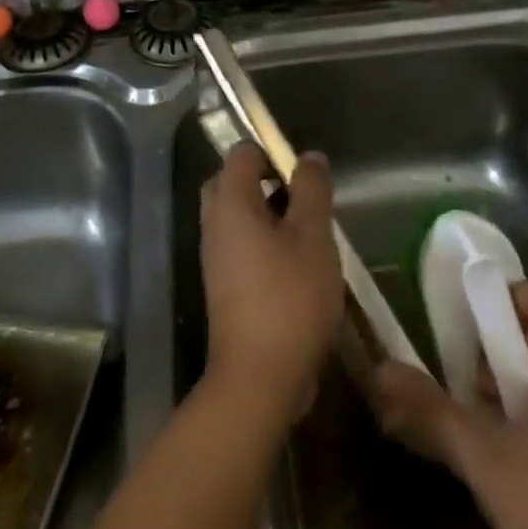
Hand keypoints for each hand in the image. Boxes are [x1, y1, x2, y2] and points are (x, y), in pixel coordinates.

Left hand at [199, 144, 344, 425]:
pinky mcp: (225, 286)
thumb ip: (311, 190)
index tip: (304, 173)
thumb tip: (309, 156)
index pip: (240, 153)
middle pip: (232, 183)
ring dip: (269, 214)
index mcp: (230, 204)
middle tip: (303, 198)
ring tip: (309, 230)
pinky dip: (265, 242)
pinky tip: (299, 264)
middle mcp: (214, 225)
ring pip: (238, 217)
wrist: (260, 377)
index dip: (271, 151)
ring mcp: (216, 258)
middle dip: (266, 181)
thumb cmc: (290, 296)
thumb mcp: (313, 236)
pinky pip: (241, 246)